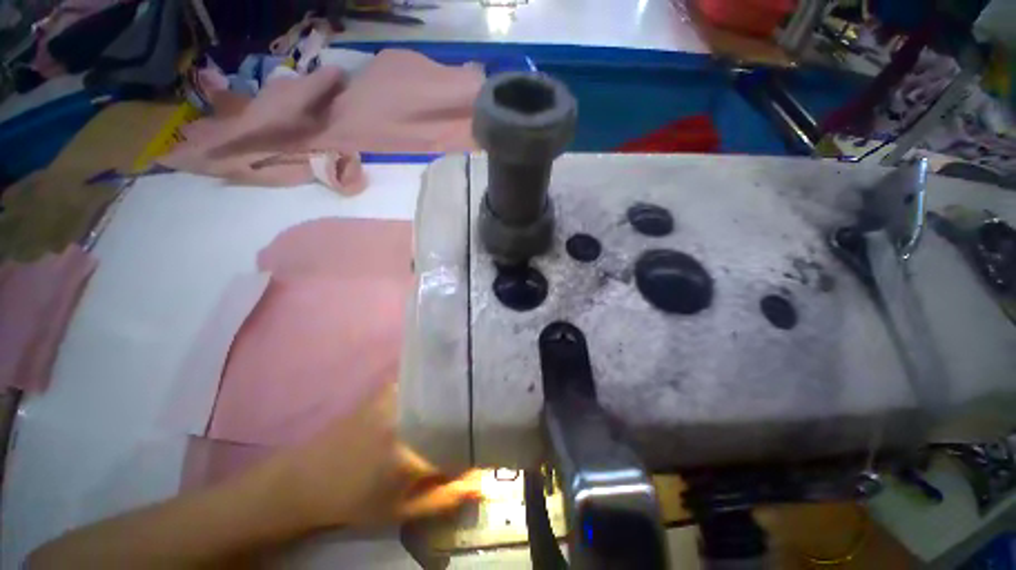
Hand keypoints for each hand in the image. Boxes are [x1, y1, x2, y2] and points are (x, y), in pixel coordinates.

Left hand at [265, 382, 481, 529]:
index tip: (496, 435)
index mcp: (412, 452)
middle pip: (455, 403)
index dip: (482, 436)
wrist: (306, 479)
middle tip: (492, 410)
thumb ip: (445, 497)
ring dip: (458, 389)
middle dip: (476, 406)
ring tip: (475, 392)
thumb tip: (483, 482)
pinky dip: (439, 380)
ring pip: (441, 386)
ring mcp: (397, 396)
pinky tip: (449, 383)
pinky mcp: (389, 386)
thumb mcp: (400, 511)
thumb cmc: (355, 501)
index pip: (463, 437)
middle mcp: (408, 417)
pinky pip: (424, 378)